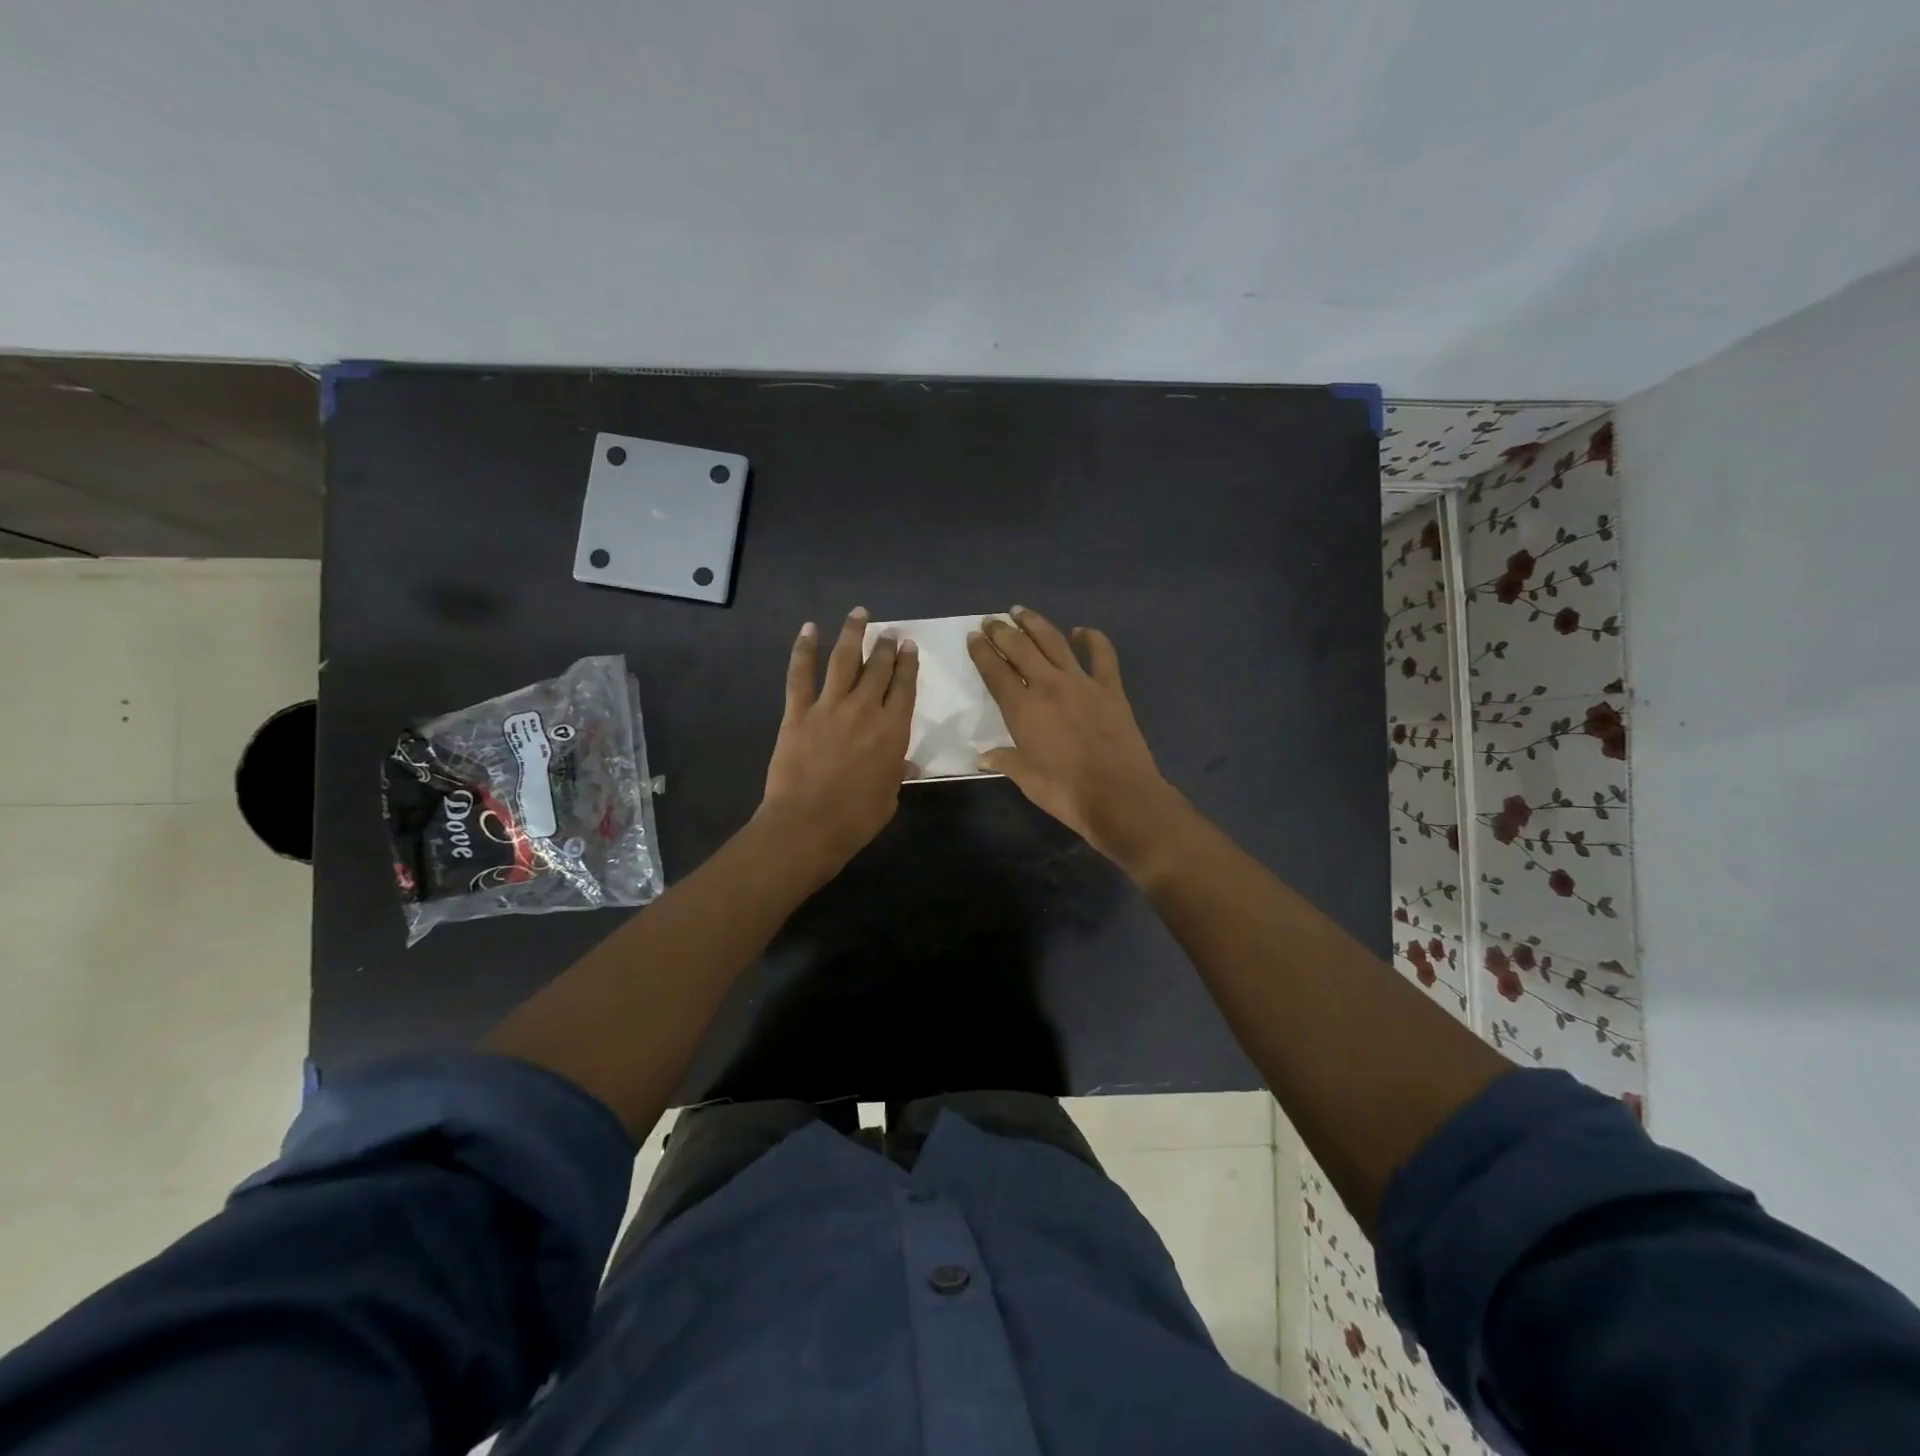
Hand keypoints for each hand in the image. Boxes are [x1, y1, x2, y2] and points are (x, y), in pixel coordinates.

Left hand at [758, 607, 918, 877]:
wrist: (808, 825)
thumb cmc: (856, 818)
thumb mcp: (889, 796)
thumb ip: (897, 772)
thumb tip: (906, 763)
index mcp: (893, 730)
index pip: (905, 687)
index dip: (908, 664)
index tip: (909, 646)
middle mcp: (865, 709)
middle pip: (879, 668)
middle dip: (886, 646)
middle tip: (890, 632)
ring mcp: (829, 706)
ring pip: (844, 659)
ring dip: (853, 633)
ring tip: (859, 614)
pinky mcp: (798, 712)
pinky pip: (801, 674)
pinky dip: (803, 649)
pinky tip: (809, 629)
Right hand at [968, 606, 1187, 871]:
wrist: (1118, 795)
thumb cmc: (1065, 791)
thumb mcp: (1026, 779)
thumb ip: (1004, 761)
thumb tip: (982, 757)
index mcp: (1022, 708)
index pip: (995, 671)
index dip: (981, 652)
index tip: (973, 637)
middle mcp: (1048, 686)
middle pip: (1020, 648)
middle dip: (1002, 631)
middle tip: (991, 620)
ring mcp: (1082, 683)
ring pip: (1054, 642)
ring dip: (1035, 623)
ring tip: (1021, 611)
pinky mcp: (1110, 688)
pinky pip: (1102, 655)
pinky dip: (1092, 639)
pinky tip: (1082, 631)